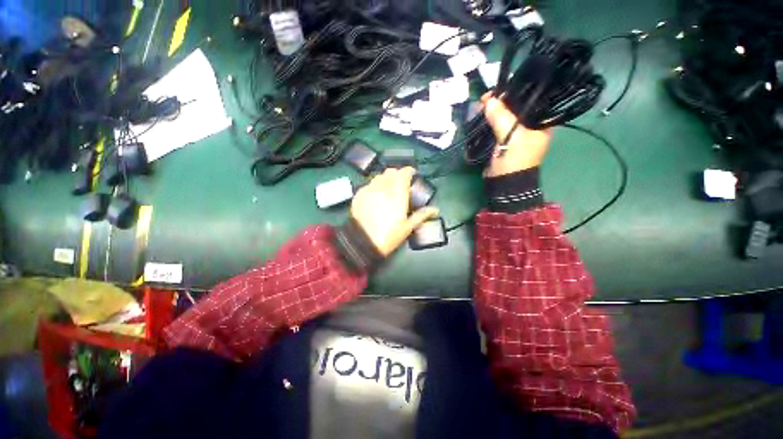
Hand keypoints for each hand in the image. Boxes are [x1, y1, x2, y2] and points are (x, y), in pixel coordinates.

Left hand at [351, 167, 438, 255]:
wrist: (363, 242)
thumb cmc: (388, 236)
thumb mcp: (408, 227)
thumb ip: (422, 215)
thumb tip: (435, 210)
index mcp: (398, 193)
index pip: (404, 172)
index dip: (409, 171)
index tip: (412, 176)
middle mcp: (383, 187)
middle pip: (391, 171)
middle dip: (397, 175)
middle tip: (400, 185)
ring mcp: (369, 190)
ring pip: (379, 176)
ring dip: (385, 179)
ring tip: (388, 190)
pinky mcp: (359, 195)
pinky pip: (368, 184)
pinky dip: (374, 186)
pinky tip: (375, 196)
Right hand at [482, 93, 551, 177]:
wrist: (504, 182)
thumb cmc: (514, 160)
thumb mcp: (510, 136)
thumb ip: (501, 117)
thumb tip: (488, 100)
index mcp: (541, 122)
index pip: (532, 98)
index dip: (516, 91)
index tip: (499, 91)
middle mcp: (531, 124)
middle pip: (517, 106)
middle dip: (501, 101)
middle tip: (486, 99)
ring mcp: (517, 132)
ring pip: (505, 115)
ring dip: (493, 110)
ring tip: (481, 105)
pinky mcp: (505, 139)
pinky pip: (498, 124)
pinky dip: (490, 119)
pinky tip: (482, 114)